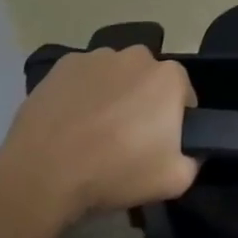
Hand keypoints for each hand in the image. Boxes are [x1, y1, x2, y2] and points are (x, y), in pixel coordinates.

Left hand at [0, 46, 198, 219]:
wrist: (43, 174)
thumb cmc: (116, 172)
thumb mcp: (174, 180)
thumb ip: (193, 161)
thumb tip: (192, 153)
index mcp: (170, 77)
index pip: (183, 95)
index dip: (174, 120)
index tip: (158, 144)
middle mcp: (138, 56)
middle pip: (148, 80)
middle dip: (143, 102)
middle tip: (126, 138)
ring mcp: (98, 57)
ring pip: (115, 75)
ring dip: (112, 94)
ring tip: (92, 131)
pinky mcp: (63, 65)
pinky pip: (82, 77)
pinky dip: (81, 93)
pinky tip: (69, 122)